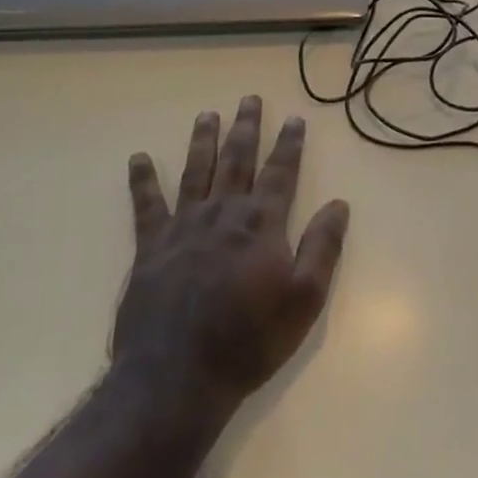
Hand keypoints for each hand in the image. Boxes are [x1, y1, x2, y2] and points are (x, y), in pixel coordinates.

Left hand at [113, 96, 349, 414]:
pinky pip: (146, 205)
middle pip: (237, 160)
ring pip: (195, 171)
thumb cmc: (249, 341)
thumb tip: (339, 204)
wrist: (177, 378)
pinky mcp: (151, 247)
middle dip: (246, 128)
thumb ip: (323, 248)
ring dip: (202, 140)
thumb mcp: (304, 300)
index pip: (281, 172)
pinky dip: (142, 181)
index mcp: (261, 224)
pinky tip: (137, 159)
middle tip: (249, 99)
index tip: (294, 118)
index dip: (289, 144)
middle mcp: (223, 213)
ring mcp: (184, 226)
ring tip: (206, 114)